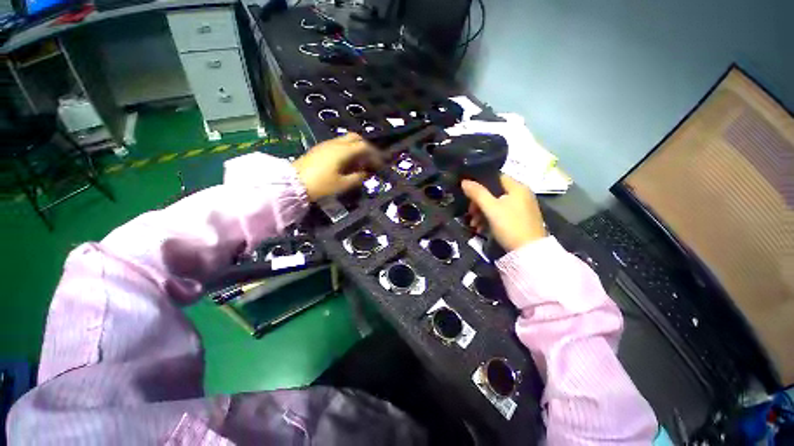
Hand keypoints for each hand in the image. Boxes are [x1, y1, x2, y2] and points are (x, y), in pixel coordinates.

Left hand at [293, 133, 379, 200]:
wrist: (293, 183)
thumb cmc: (320, 185)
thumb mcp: (342, 184)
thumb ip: (357, 177)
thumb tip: (366, 173)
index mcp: (343, 151)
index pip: (364, 147)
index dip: (374, 154)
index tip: (380, 164)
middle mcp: (335, 144)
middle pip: (355, 138)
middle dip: (366, 147)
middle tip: (371, 159)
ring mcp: (326, 144)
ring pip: (346, 140)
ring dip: (356, 148)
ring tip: (360, 162)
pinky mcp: (320, 149)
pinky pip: (338, 144)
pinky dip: (347, 150)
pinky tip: (347, 162)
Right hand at [461, 175, 546, 251]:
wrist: (529, 252)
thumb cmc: (510, 225)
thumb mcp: (491, 208)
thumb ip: (477, 193)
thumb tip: (464, 181)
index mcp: (517, 187)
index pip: (496, 177)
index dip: (481, 183)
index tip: (468, 193)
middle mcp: (521, 195)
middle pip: (494, 192)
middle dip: (479, 203)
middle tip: (470, 213)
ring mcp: (522, 208)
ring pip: (496, 205)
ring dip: (482, 213)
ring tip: (474, 224)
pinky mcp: (520, 219)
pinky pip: (501, 214)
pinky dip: (490, 219)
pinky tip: (481, 228)